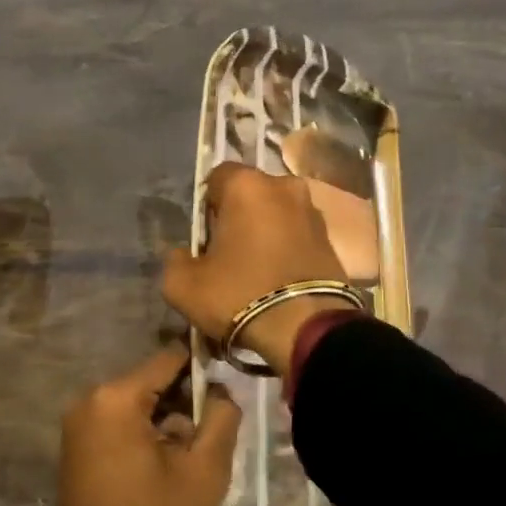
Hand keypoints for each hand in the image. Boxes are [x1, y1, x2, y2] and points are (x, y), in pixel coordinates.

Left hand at [54, 345, 242, 505]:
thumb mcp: (203, 473)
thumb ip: (222, 420)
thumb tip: (222, 391)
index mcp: (117, 397)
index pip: (170, 359)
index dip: (203, 369)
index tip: (226, 390)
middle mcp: (91, 399)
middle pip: (152, 382)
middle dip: (183, 402)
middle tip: (207, 436)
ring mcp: (78, 422)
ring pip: (136, 404)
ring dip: (164, 421)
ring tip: (185, 458)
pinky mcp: (75, 445)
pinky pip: (118, 422)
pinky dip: (142, 434)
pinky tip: (159, 467)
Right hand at [162, 162, 354, 370]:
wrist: (307, 328)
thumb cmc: (240, 295)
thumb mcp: (183, 286)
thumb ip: (175, 260)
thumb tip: (183, 254)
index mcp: (246, 185)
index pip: (216, 177)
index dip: (206, 205)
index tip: (204, 236)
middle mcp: (283, 186)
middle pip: (249, 193)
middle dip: (237, 215)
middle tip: (227, 253)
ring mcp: (312, 210)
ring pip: (275, 212)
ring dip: (264, 230)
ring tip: (254, 268)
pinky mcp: (330, 237)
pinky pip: (297, 233)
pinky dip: (286, 247)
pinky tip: (277, 276)